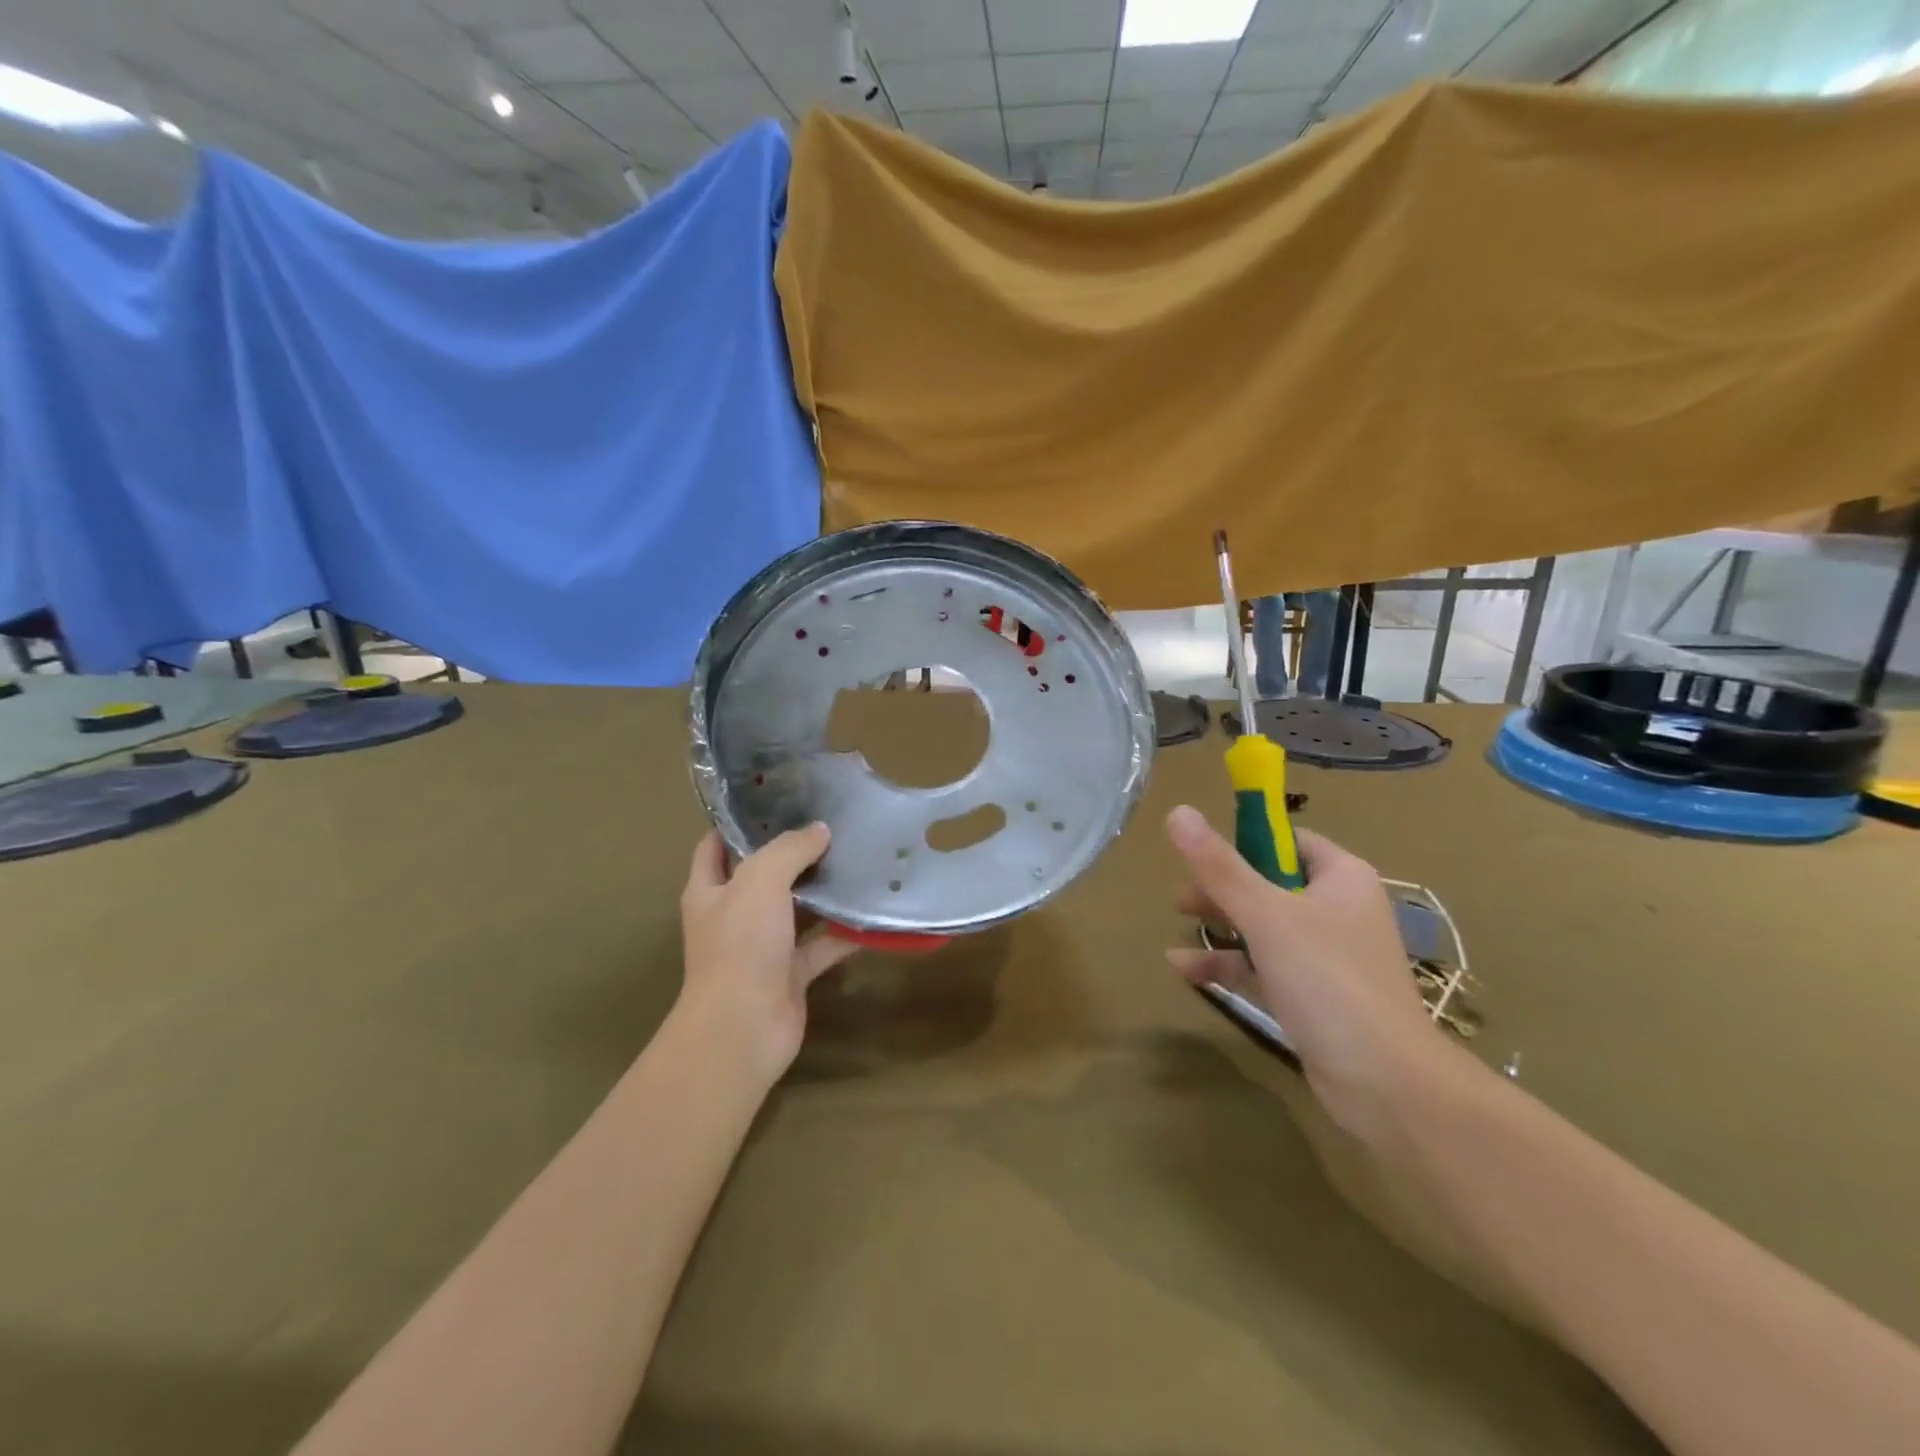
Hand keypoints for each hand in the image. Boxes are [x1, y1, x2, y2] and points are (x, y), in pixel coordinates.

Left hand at [676, 825, 858, 1087]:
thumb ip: (789, 849)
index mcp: (710, 891)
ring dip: (822, 890)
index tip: (775, 799)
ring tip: (857, 857)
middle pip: (762, 875)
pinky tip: (872, 911)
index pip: (715, 846)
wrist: (744, 1029)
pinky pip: (822, 945)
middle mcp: (734, 916)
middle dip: (792, 852)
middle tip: (830, 823)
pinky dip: (844, 932)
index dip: (739, 823)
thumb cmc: (741, 946)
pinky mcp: (791, 973)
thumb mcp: (760, 881)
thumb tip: (820, 829)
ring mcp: (763, 947)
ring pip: (796, 909)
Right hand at [1164, 805, 1451, 1143]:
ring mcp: (1326, 956)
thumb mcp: (1267, 915)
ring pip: (1264, 926)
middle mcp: (1337, 910)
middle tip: (1182, 892)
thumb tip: (1178, 811)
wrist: (1386, 1084)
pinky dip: (1228, 963)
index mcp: (1341, 878)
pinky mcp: (1312, 995)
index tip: (1202, 850)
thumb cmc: (1329, 980)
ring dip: (1221, 923)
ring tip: (1178, 920)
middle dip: (1223, 886)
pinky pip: (1263, 966)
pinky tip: (1182, 967)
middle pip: (1270, 882)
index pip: (1288, 841)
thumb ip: (1220, 867)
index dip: (1245, 840)